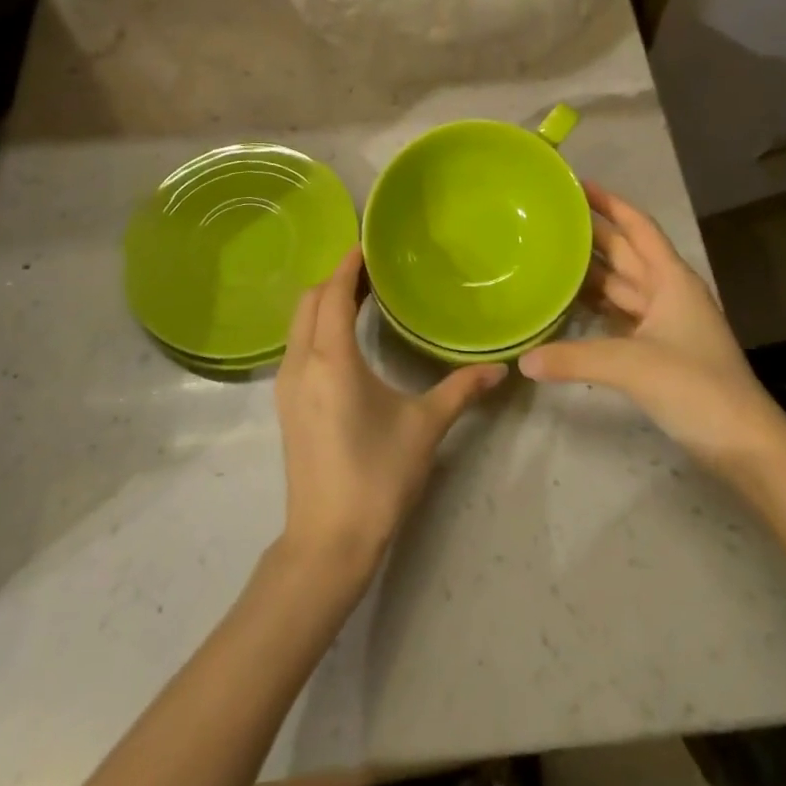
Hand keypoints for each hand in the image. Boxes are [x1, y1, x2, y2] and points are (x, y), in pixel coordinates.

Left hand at [274, 249, 506, 575]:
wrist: (327, 541)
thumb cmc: (377, 476)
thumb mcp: (424, 427)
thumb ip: (461, 390)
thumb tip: (500, 368)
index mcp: (332, 360)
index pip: (332, 294)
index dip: (347, 265)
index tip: (366, 244)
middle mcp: (300, 363)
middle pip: (307, 301)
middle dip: (333, 279)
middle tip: (369, 270)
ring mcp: (286, 385)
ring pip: (297, 323)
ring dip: (321, 302)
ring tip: (358, 297)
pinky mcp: (285, 404)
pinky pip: (296, 345)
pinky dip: (315, 326)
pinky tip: (342, 338)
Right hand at [520, 183, 783, 472]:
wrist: (744, 443)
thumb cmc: (695, 387)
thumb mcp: (631, 365)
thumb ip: (574, 358)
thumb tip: (523, 361)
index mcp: (671, 279)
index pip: (638, 226)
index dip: (610, 202)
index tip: (576, 184)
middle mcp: (668, 292)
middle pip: (626, 252)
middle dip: (592, 233)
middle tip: (550, 216)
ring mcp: (666, 322)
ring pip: (622, 285)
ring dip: (591, 269)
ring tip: (550, 252)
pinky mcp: (660, 350)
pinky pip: (621, 315)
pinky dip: (597, 306)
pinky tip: (569, 304)